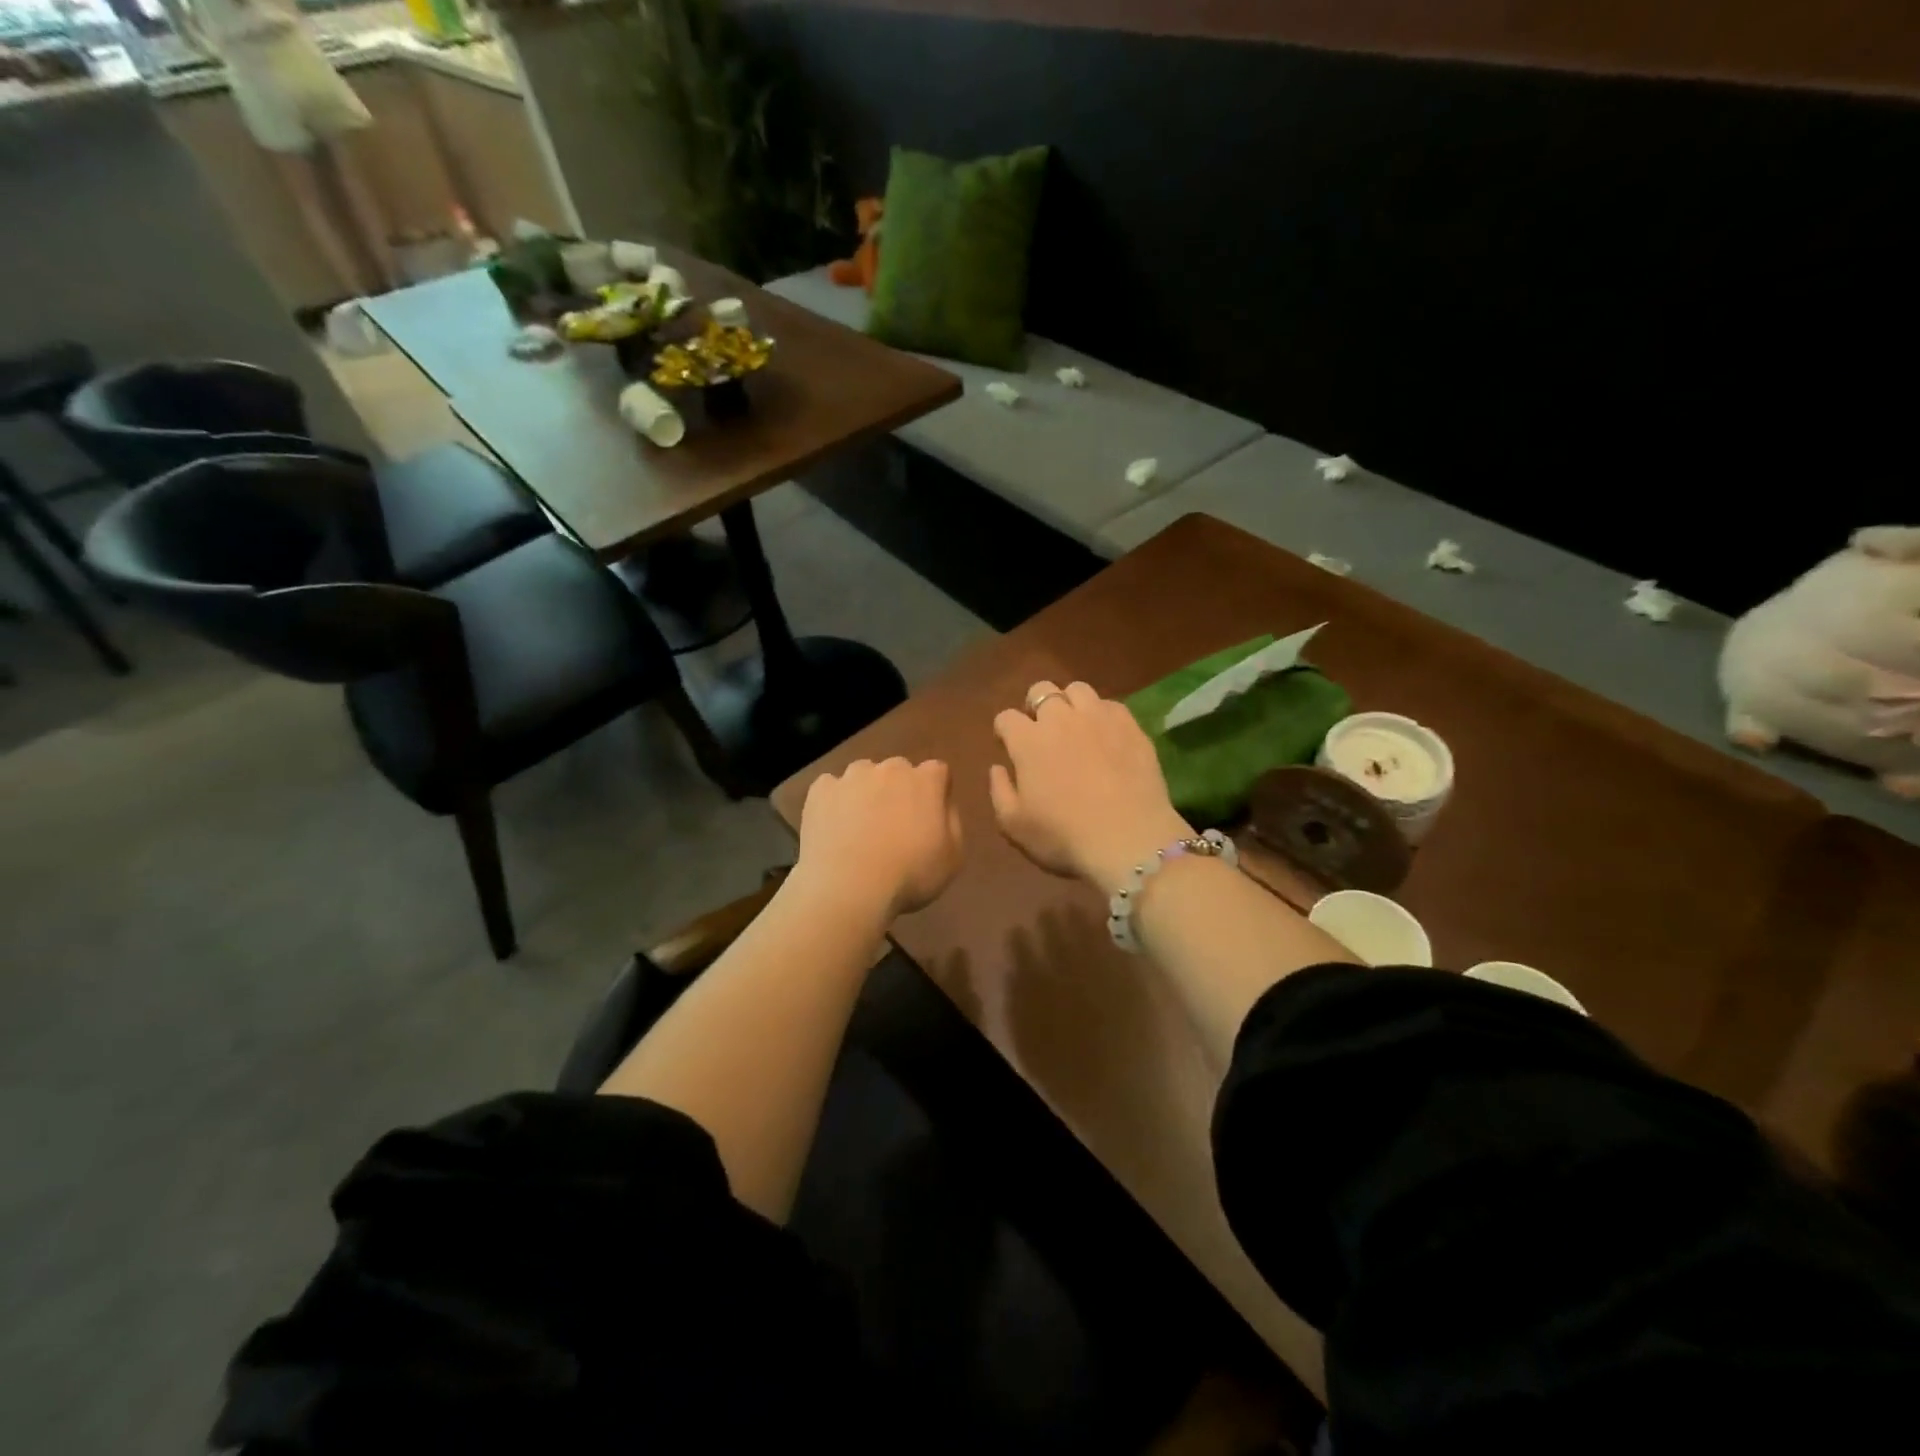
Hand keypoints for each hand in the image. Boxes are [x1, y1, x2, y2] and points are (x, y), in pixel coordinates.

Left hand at [794, 757, 963, 922]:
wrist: (849, 888)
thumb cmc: (910, 875)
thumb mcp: (953, 856)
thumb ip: (951, 821)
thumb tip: (941, 805)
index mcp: (925, 780)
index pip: (937, 771)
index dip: (934, 792)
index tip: (929, 816)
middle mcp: (890, 768)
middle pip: (898, 771)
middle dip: (898, 790)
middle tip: (893, 824)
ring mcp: (851, 776)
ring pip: (863, 776)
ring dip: (865, 793)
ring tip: (859, 828)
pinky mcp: (821, 790)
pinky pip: (831, 789)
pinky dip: (834, 803)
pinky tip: (833, 829)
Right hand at [990, 680, 1192, 892]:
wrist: (1128, 840)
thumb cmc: (1063, 836)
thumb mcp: (1014, 825)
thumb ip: (999, 791)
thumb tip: (998, 767)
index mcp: (1028, 740)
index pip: (1006, 717)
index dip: (1004, 730)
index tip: (1007, 745)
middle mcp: (1061, 718)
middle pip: (1042, 690)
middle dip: (1036, 705)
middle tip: (1040, 730)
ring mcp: (1099, 718)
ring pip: (1078, 690)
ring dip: (1070, 703)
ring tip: (1075, 725)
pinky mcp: (1131, 726)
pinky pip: (1112, 705)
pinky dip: (1102, 715)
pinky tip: (1106, 735)